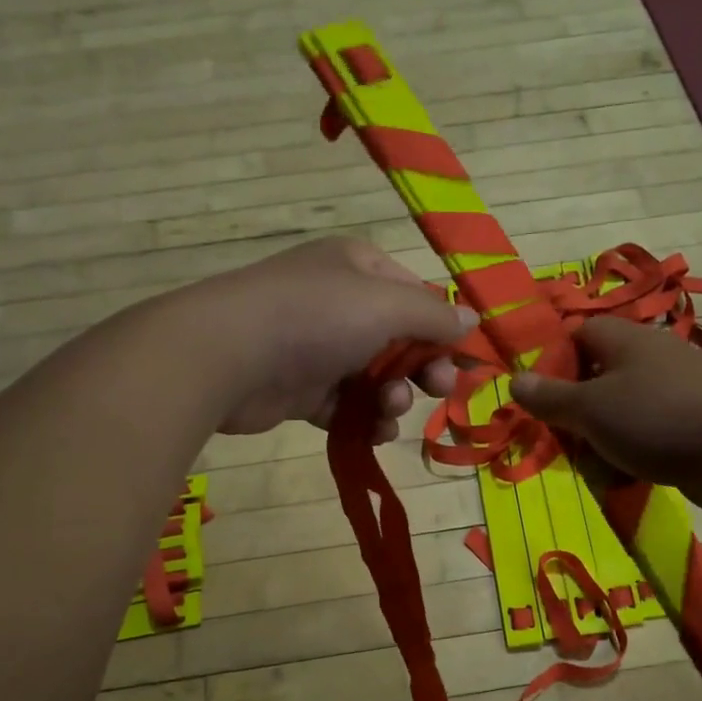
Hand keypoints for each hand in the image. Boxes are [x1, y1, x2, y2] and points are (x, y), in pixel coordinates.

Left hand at [182, 237, 469, 441]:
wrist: (229, 356)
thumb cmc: (316, 317)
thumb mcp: (386, 305)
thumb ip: (434, 316)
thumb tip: (473, 321)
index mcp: (360, 269)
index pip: (417, 297)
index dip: (444, 331)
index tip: (467, 364)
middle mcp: (340, 302)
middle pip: (400, 341)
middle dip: (422, 369)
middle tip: (438, 390)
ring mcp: (318, 347)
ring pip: (374, 378)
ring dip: (392, 399)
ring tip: (388, 410)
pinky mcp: (301, 389)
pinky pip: (346, 406)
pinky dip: (363, 419)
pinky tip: (373, 432)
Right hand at [510, 318, 701, 513]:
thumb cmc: (657, 419)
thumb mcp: (591, 409)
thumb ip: (550, 397)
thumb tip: (514, 380)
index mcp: (623, 340)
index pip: (577, 335)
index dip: (553, 362)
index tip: (540, 400)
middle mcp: (649, 357)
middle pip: (596, 376)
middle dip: (575, 411)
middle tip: (562, 440)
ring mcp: (674, 389)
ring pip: (621, 410)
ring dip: (602, 438)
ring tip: (594, 465)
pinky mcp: (692, 422)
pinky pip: (648, 432)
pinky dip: (633, 453)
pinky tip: (627, 477)